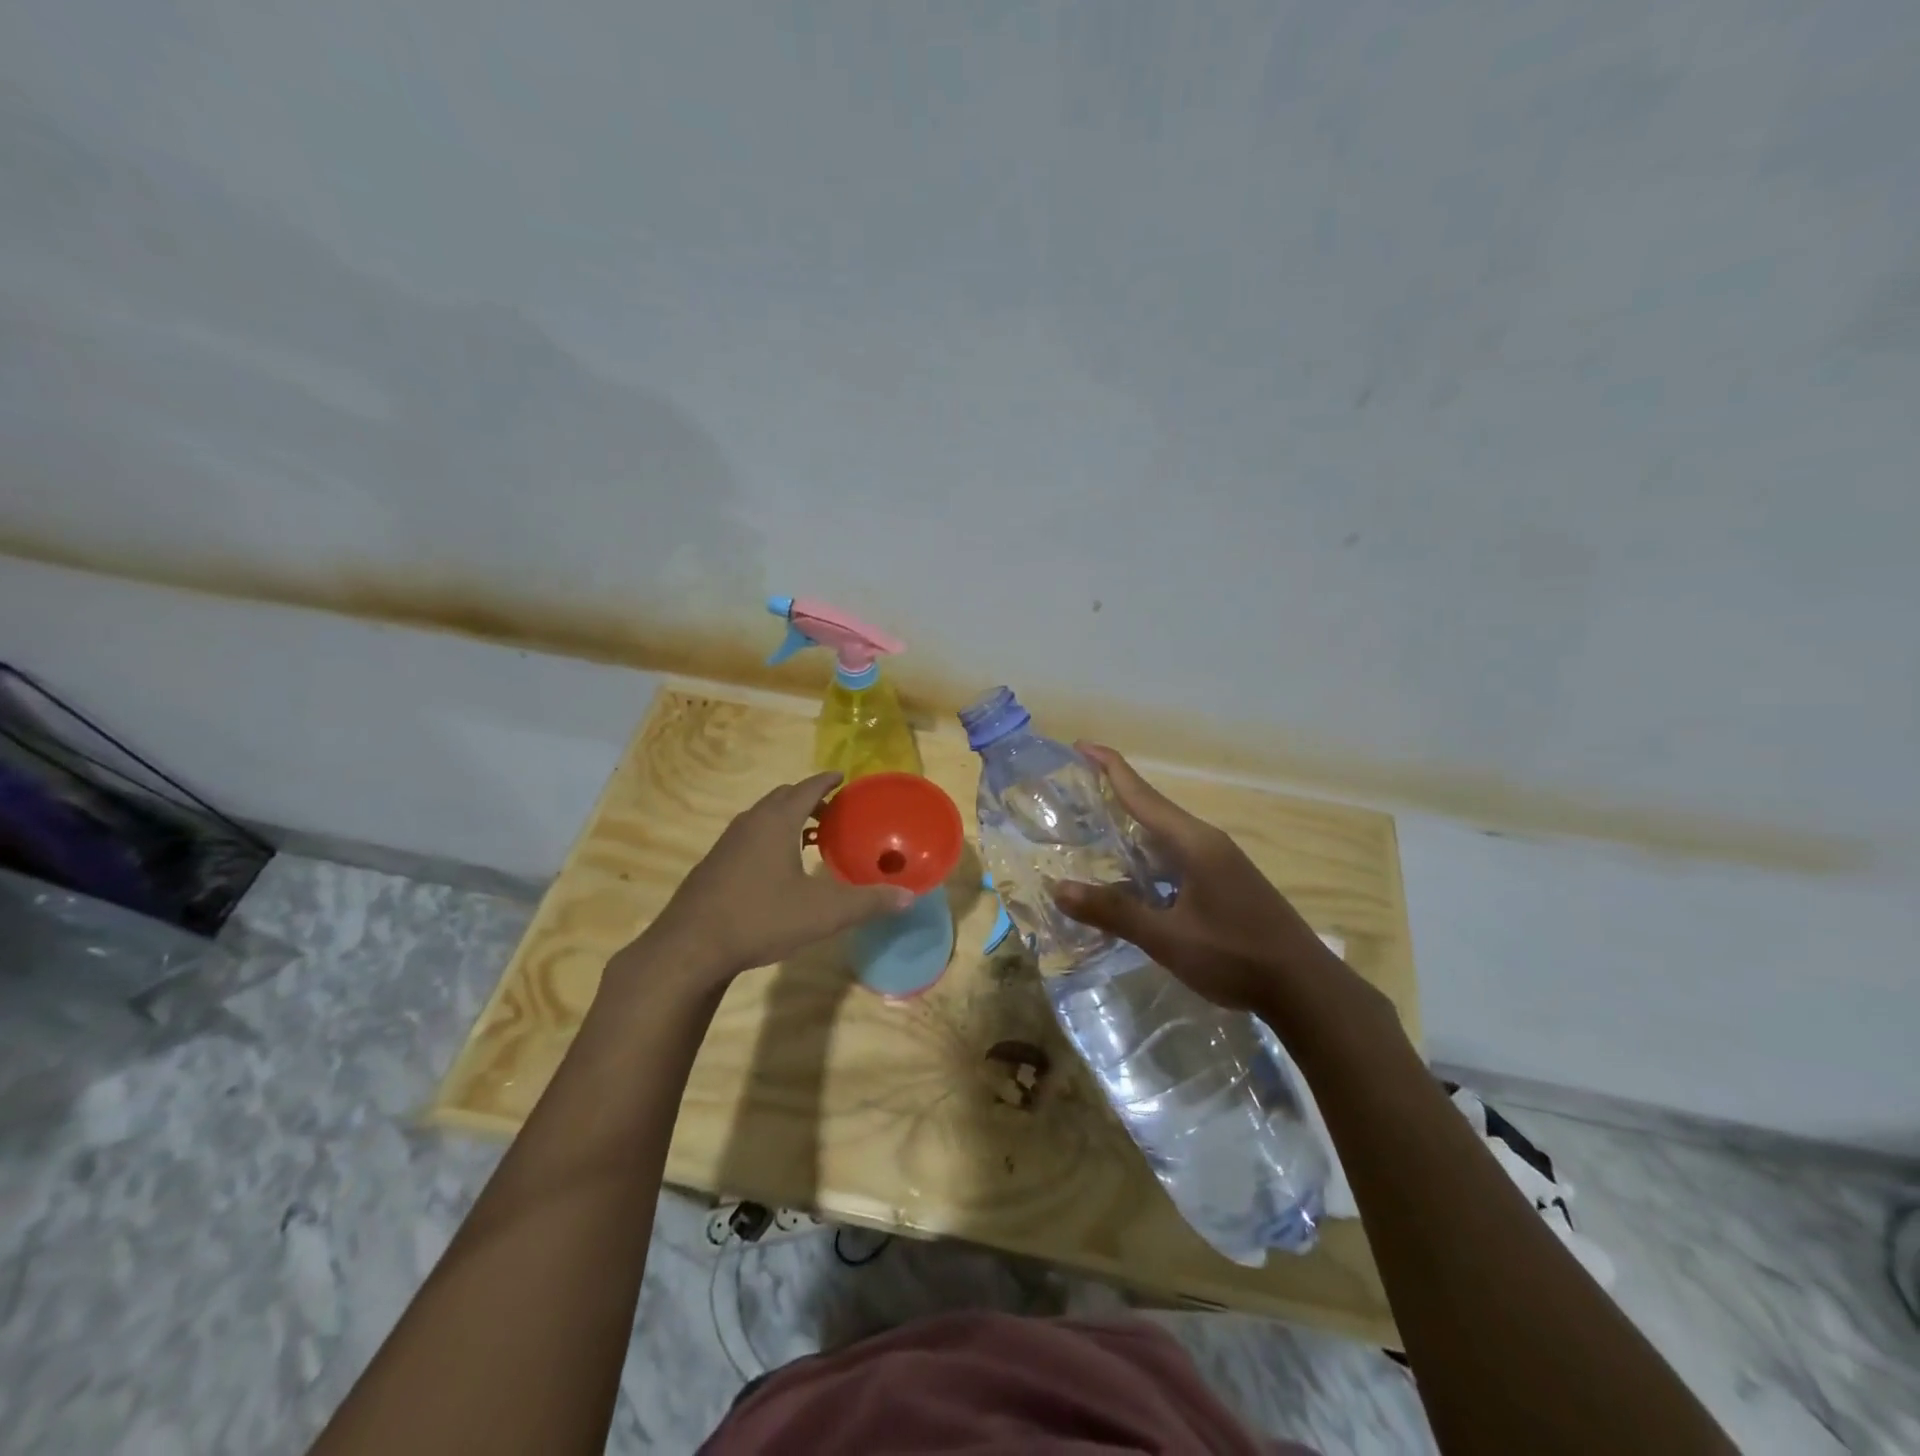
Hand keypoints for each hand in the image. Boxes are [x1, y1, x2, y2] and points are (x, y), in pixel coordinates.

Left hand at [633, 772, 913, 987]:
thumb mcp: (822, 913)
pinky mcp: (713, 865)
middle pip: (782, 797)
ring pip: (762, 817)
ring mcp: (726, 844)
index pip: (807, 788)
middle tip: (833, 810)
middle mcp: (749, 823)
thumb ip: (867, 902)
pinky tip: (777, 868)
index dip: (827, 780)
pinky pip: (748, 837)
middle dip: (808, 798)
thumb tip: (908, 896)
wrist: (690, 948)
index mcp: (776, 822)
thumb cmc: (760, 919)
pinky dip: (769, 837)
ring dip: (787, 818)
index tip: (843, 776)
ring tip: (809, 837)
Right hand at [1052, 744, 1338, 1011]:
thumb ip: (1114, 913)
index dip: (1110, 767)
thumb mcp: (1168, 938)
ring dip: (1130, 832)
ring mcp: (1219, 863)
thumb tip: (1059, 889)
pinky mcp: (1225, 883)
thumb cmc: (1235, 957)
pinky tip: (1131, 879)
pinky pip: (1176, 858)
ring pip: (1164, 838)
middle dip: (1114, 797)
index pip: (1142, 794)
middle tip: (1073, 795)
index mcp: (1193, 843)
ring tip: (1092, 834)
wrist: (1305, 988)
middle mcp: (1206, 843)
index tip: (1080, 745)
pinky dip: (1147, 859)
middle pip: (1152, 809)